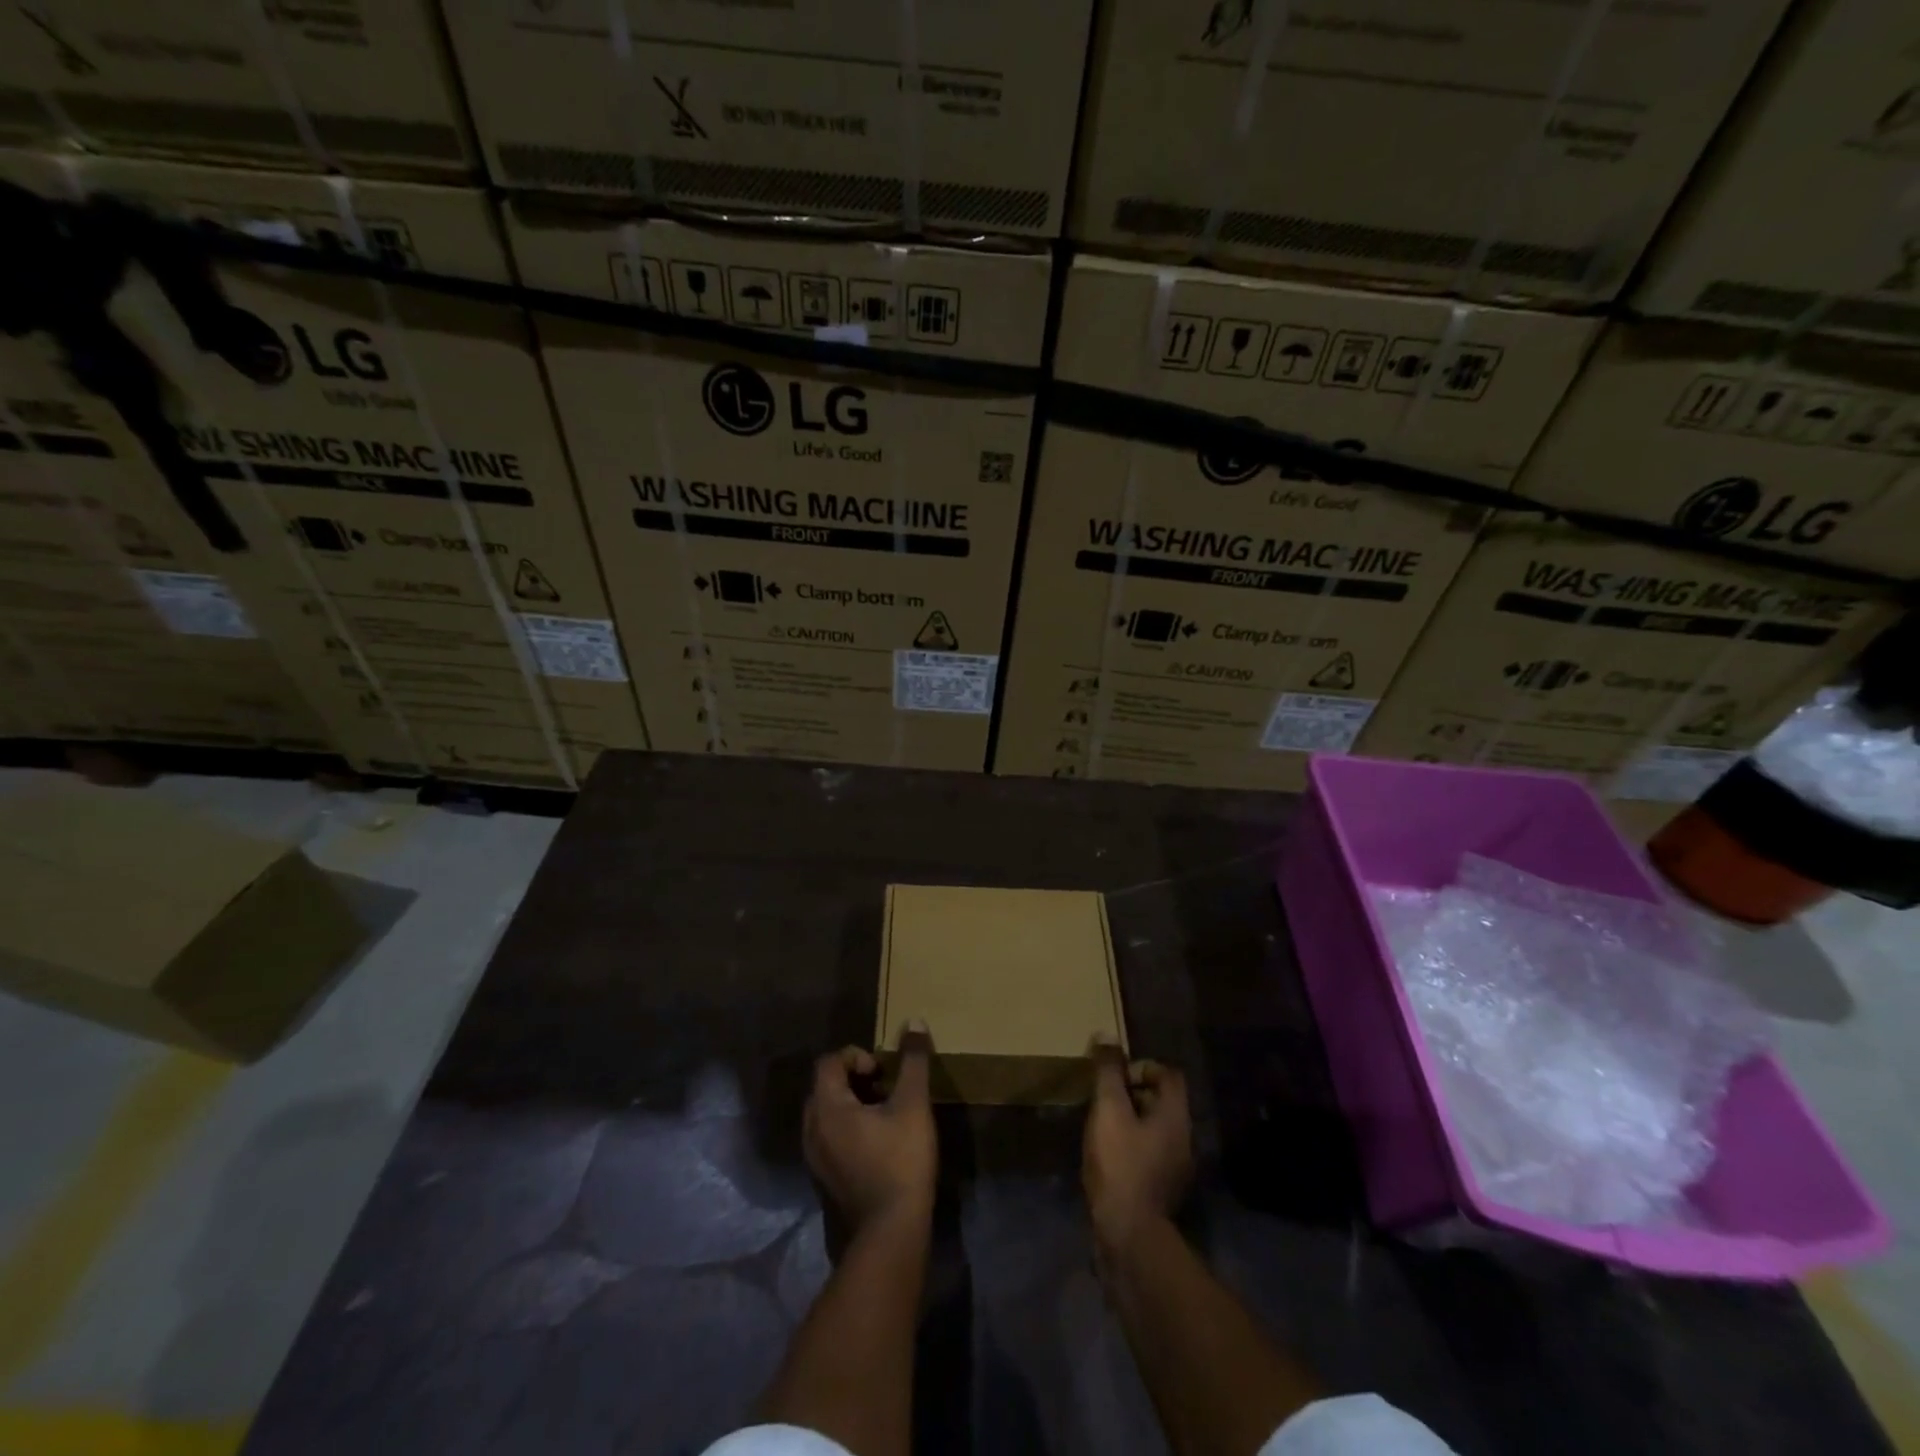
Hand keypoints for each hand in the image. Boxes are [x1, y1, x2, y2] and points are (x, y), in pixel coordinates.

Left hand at [804, 1028, 936, 1234]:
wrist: (890, 1233)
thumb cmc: (900, 1161)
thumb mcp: (913, 1105)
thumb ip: (913, 1061)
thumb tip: (914, 1021)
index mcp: (827, 1107)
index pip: (829, 1062)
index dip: (856, 1056)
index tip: (883, 1071)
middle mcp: (812, 1129)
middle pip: (825, 1086)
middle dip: (855, 1079)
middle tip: (885, 1088)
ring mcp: (815, 1158)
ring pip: (827, 1113)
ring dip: (852, 1103)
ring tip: (885, 1113)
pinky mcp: (824, 1178)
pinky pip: (829, 1137)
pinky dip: (848, 1128)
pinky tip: (878, 1142)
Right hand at [1083, 1037, 1192, 1250]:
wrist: (1129, 1235)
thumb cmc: (1120, 1163)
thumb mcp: (1109, 1109)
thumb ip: (1108, 1072)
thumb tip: (1106, 1036)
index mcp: (1176, 1116)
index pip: (1169, 1074)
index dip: (1142, 1067)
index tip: (1115, 1077)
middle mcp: (1184, 1138)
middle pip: (1162, 1100)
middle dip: (1132, 1093)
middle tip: (1103, 1099)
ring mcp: (1176, 1168)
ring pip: (1154, 1128)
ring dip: (1130, 1121)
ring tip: (1101, 1126)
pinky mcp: (1162, 1191)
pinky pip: (1149, 1154)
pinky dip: (1131, 1146)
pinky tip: (1107, 1156)